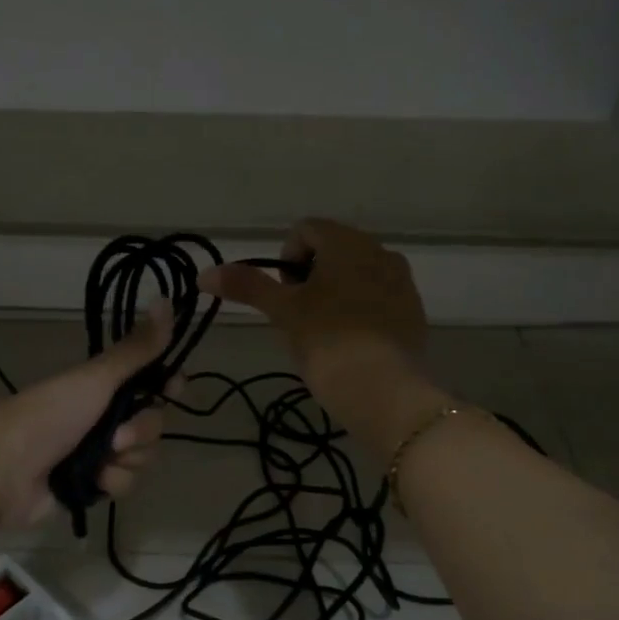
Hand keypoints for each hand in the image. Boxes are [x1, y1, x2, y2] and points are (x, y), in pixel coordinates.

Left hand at [0, 301, 178, 527]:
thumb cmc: (49, 415)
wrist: (3, 471)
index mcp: (102, 386)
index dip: (167, 384)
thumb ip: (136, 349)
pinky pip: (125, 483)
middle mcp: (103, 416)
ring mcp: (98, 453)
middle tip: (117, 436)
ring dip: (127, 459)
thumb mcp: (95, 378)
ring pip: (142, 456)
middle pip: (152, 422)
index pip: (150, 381)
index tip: (175, 387)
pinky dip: (112, 482)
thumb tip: (167, 299)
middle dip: (141, 431)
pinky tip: (93, 481)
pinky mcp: (92, 485)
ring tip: (102, 461)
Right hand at [201, 220, 441, 458]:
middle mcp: (380, 251)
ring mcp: (402, 282)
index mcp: (347, 242)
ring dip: (336, 293)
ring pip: (358, 275)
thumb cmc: (326, 341)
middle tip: (300, 316)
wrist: (382, 390)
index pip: (306, 230)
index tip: (284, 295)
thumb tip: (204, 274)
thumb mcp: (283, 312)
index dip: (285, 259)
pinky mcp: (414, 312)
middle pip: (333, 251)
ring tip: (325, 332)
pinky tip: (352, 343)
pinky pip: (379, 299)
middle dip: (311, 277)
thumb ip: (247, 286)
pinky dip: (361, 311)